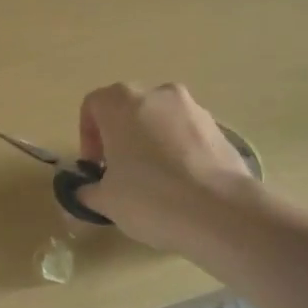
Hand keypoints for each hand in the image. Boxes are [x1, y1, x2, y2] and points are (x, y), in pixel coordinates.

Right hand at [75, 82, 257, 252]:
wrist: (222, 213)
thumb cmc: (150, 198)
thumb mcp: (106, 201)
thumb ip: (88, 190)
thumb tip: (85, 191)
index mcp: (121, 102)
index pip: (93, 105)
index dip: (88, 135)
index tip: (95, 166)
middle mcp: (157, 94)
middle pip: (128, 108)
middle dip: (120, 136)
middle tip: (120, 171)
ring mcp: (193, 108)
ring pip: (160, 119)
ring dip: (151, 142)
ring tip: (154, 180)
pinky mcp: (220, 128)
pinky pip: (187, 134)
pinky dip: (179, 151)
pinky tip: (182, 185)